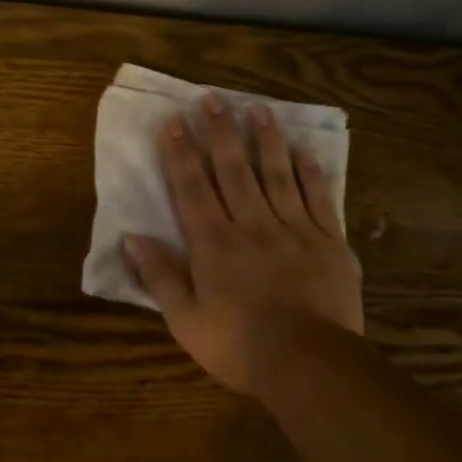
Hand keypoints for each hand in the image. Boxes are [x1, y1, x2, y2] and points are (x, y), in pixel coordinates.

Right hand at [122, 94, 362, 393]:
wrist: (309, 363)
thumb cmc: (239, 346)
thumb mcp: (186, 321)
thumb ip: (160, 277)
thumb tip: (132, 238)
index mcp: (214, 244)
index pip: (192, 188)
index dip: (180, 153)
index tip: (172, 121)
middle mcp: (252, 225)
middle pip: (233, 170)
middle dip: (219, 132)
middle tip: (212, 98)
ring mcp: (295, 230)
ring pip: (277, 174)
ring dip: (266, 139)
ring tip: (257, 108)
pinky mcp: (330, 242)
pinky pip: (320, 198)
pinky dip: (311, 172)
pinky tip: (305, 150)